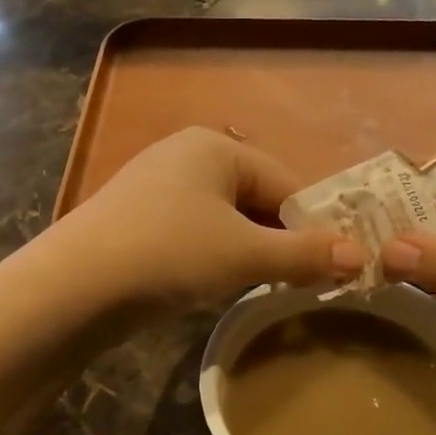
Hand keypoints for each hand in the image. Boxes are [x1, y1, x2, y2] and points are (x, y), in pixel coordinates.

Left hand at [55, 129, 363, 311]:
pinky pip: (195, 232)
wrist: (73, 287)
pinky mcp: (138, 220)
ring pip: (226, 218)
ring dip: (251, 251)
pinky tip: (217, 283)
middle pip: (256, 197)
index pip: (286, 182)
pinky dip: (215, 255)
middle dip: (281, 239)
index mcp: (214, 147)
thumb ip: (304, 253)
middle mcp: (185, 156)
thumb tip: (362, 255)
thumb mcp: (244, 255)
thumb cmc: (169, 254)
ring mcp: (156, 188)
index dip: (316, 224)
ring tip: (266, 285)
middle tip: (305, 280)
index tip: (339, 264)